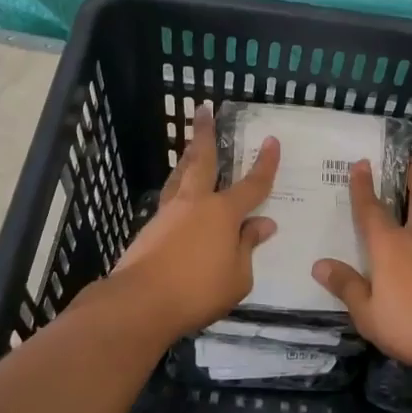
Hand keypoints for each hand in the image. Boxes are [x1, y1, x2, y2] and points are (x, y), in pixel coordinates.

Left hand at [114, 104, 280, 339]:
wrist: (140, 302)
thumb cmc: (198, 290)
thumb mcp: (238, 276)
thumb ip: (248, 246)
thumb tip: (262, 224)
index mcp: (223, 212)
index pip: (252, 185)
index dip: (265, 164)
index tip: (272, 141)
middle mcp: (195, 203)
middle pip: (202, 160)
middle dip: (205, 134)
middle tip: (202, 110)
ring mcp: (168, 214)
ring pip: (180, 176)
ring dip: (188, 158)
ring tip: (191, 148)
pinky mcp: (150, 229)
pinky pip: (170, 201)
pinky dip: (179, 191)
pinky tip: (181, 200)